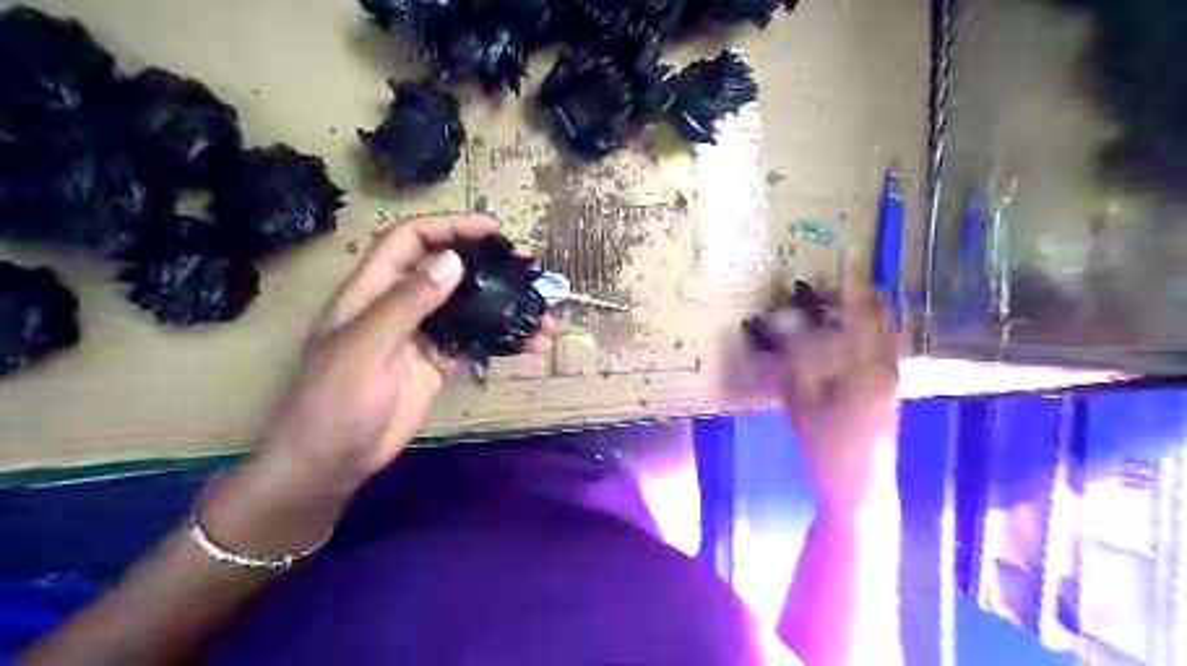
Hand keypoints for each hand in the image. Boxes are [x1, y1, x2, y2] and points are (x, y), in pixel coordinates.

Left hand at [201, 213, 553, 556]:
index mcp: (372, 291)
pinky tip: (530, 345)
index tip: (492, 229)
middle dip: (488, 264)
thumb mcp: (365, 346)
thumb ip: (407, 303)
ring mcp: (421, 336)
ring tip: (543, 315)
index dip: (448, 227)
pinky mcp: (437, 364)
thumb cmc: (335, 401)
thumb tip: (452, 260)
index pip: (410, 241)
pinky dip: (503, 340)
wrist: (330, 462)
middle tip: (529, 266)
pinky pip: (475, 343)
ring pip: (468, 308)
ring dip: (505, 307)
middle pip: (446, 270)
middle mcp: (400, 306)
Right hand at [775, 287, 893, 513]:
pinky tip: (840, 334)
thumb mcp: (800, 403)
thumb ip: (793, 360)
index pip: (862, 313)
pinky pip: (882, 343)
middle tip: (824, 286)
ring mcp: (892, 377)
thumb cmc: (826, 448)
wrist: (859, 488)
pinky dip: (864, 328)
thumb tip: (783, 325)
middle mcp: (887, 366)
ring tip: (829, 306)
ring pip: (885, 328)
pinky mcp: (889, 387)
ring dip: (861, 310)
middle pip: (882, 315)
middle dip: (857, 292)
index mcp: (867, 369)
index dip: (851, 283)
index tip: (843, 257)